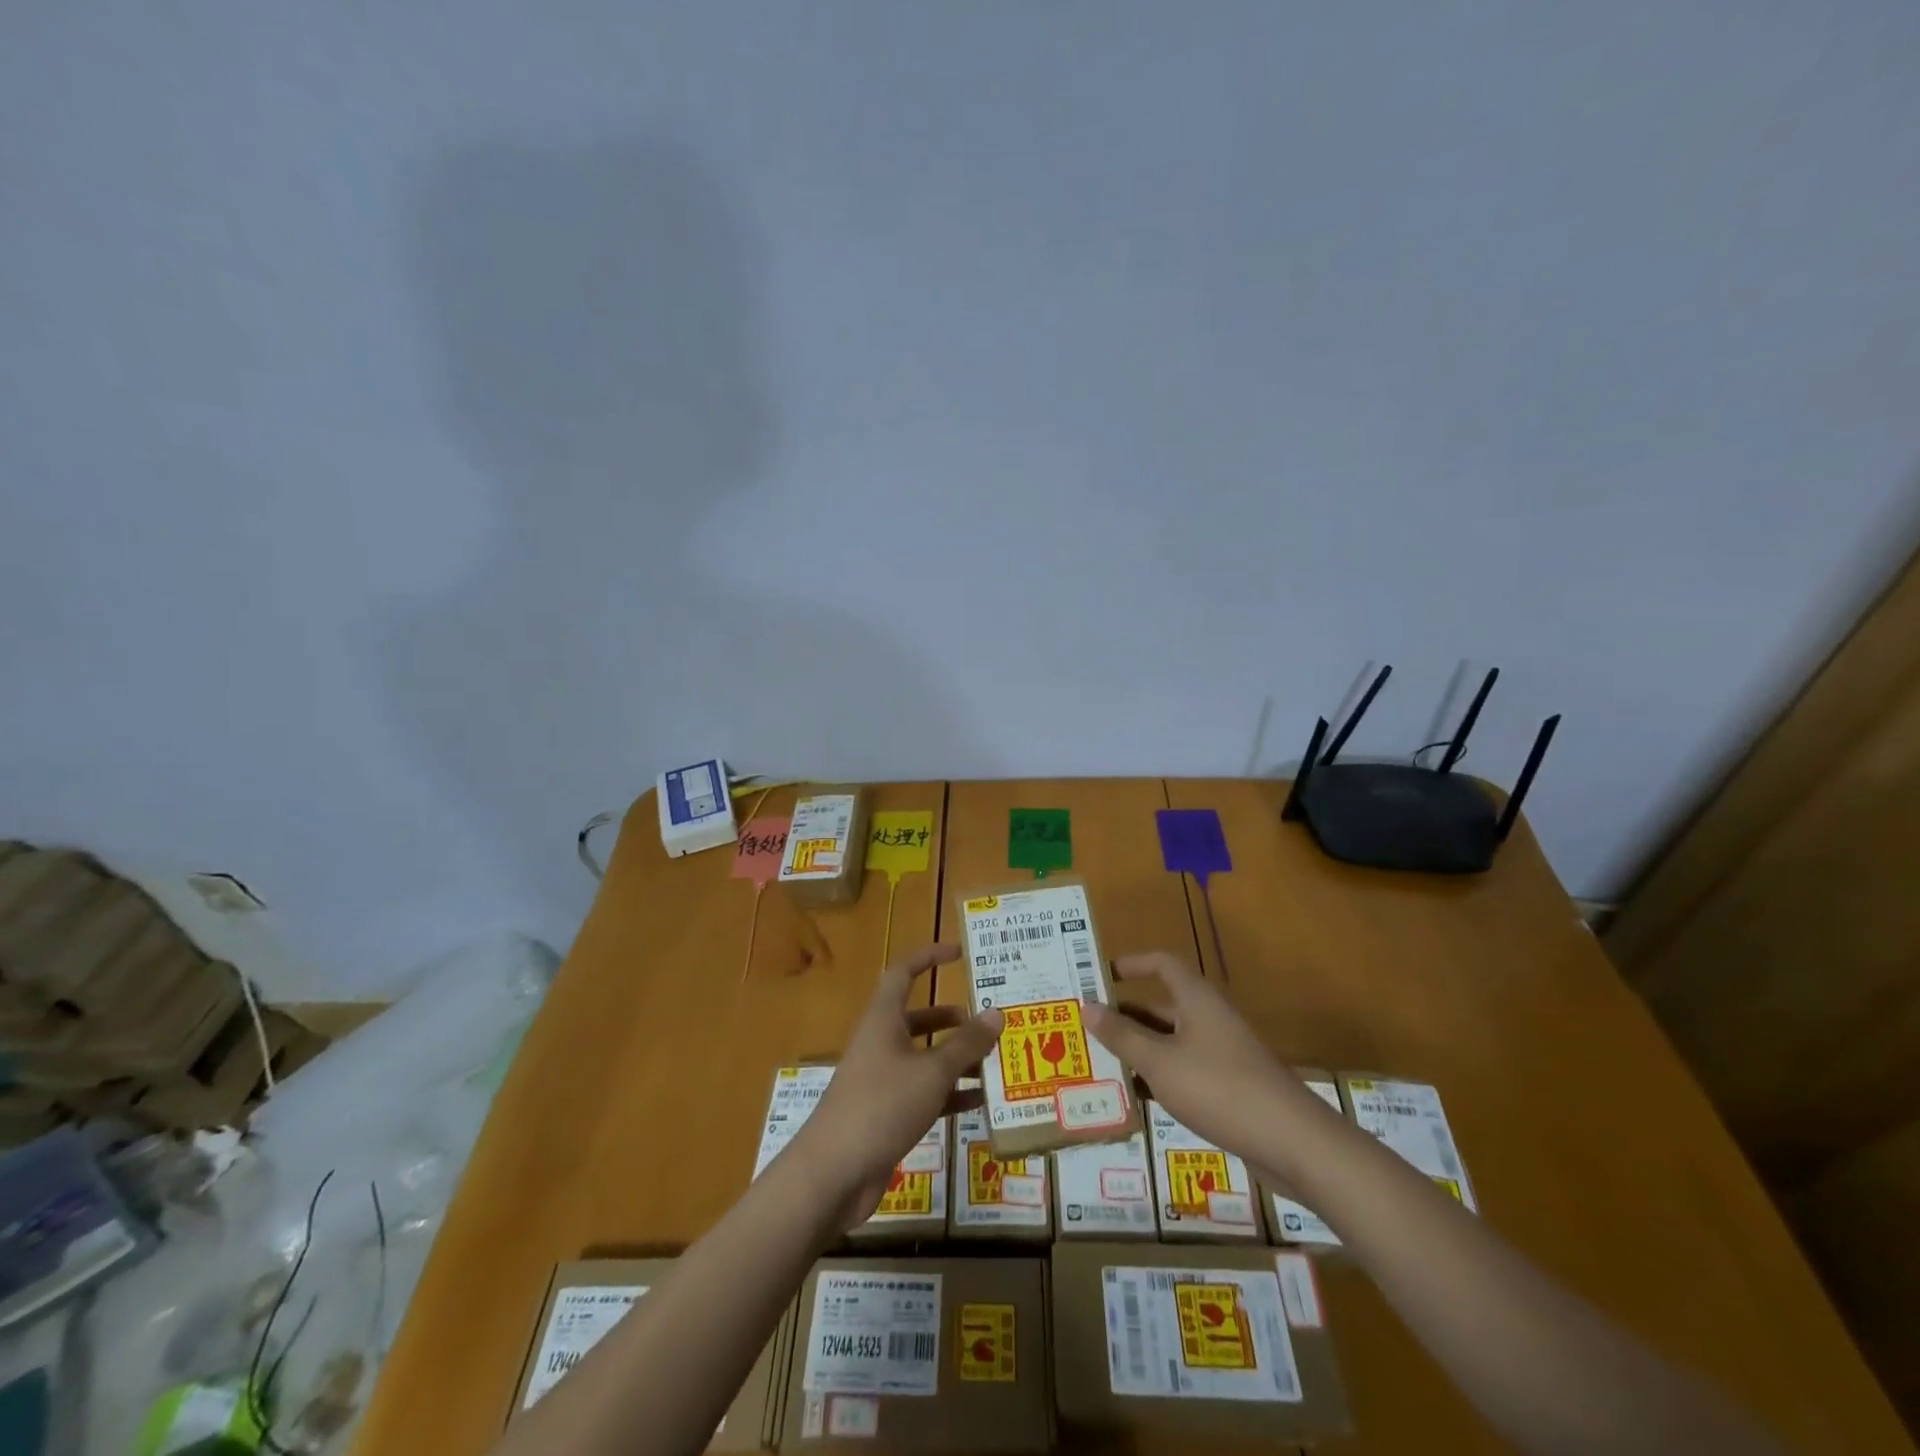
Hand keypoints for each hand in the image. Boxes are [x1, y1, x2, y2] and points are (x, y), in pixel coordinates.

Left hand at [789, 942, 1001, 1228]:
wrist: (834, 1172)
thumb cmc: (882, 1105)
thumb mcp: (932, 1072)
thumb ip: (966, 1044)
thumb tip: (996, 1013)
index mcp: (884, 1020)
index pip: (904, 973)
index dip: (928, 957)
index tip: (958, 953)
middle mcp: (881, 1042)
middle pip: (919, 1018)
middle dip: (953, 1019)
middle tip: (989, 1022)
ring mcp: (882, 1079)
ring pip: (924, 1058)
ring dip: (956, 1058)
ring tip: (995, 1062)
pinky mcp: (886, 1113)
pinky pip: (924, 1093)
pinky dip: (950, 1093)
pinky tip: (980, 1102)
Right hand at [1083, 951, 1295, 1154]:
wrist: (1292, 1142)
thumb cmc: (1219, 1088)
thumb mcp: (1160, 1063)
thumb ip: (1122, 1036)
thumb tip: (1086, 1007)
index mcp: (1196, 1000)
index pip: (1162, 964)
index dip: (1133, 964)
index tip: (1102, 975)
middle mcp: (1210, 1018)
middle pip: (1163, 1005)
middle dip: (1126, 1014)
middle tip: (1088, 1026)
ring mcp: (1223, 1053)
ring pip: (1172, 1041)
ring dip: (1141, 1048)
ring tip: (1102, 1063)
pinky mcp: (1230, 1085)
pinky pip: (1185, 1069)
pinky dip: (1161, 1075)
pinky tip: (1138, 1098)